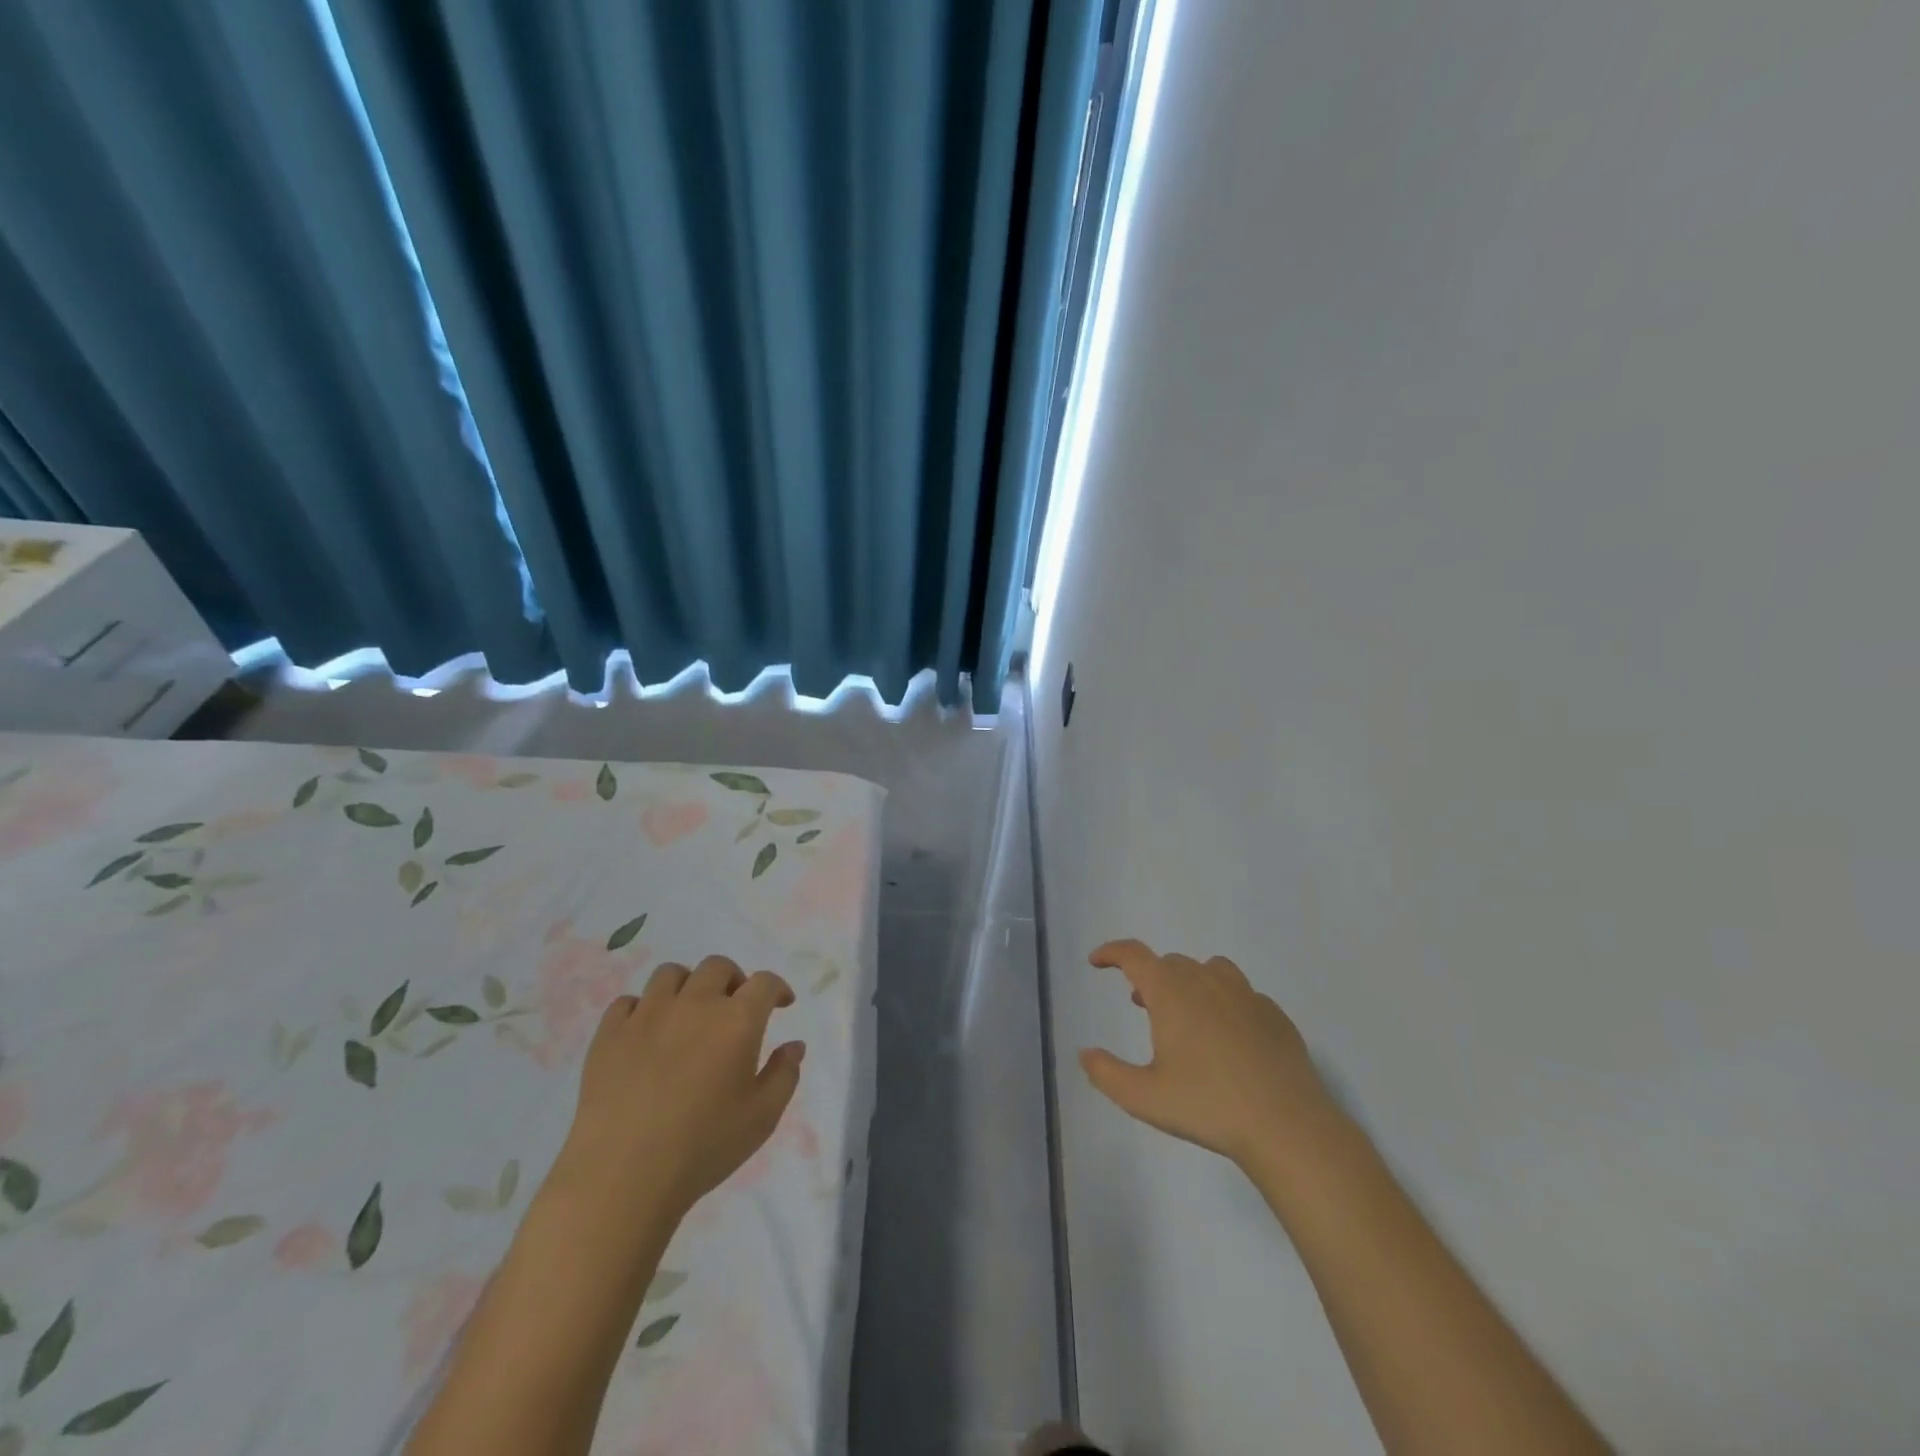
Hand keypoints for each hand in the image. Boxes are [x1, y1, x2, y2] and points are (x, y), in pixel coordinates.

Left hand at [558, 956, 804, 1219]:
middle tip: (734, 1007)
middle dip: (733, 980)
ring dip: (688, 986)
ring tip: (688, 1013)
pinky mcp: (610, 1033)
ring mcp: (648, 1014)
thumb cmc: (703, 1147)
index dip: (777, 988)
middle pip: (717, 967)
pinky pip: (627, 1002)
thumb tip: (794, 1045)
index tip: (781, 1004)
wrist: (622, 1176)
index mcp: (736, 1020)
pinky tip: (646, 1033)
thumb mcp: (762, 1118)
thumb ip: (784, 1075)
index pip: (764, 982)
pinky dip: (642, 1009)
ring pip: (671, 974)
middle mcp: (695, 1004)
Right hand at [1080, 940, 1335, 1170]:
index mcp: (1171, 993)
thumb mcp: (1144, 1098)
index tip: (1097, 961)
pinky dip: (1225, 1002)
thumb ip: (1107, 1073)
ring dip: (1189, 982)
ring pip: (1210, 969)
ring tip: (1186, 1013)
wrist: (1286, 1125)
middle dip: (1150, 976)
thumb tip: (1085, 1053)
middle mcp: (1207, 982)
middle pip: (1171, 963)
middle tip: (1140, 1003)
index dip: (1112, 952)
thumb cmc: (1208, 1106)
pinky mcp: (1275, 1015)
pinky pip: (1242, 994)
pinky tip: (1228, 1035)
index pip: (1134, 955)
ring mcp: (1246, 995)